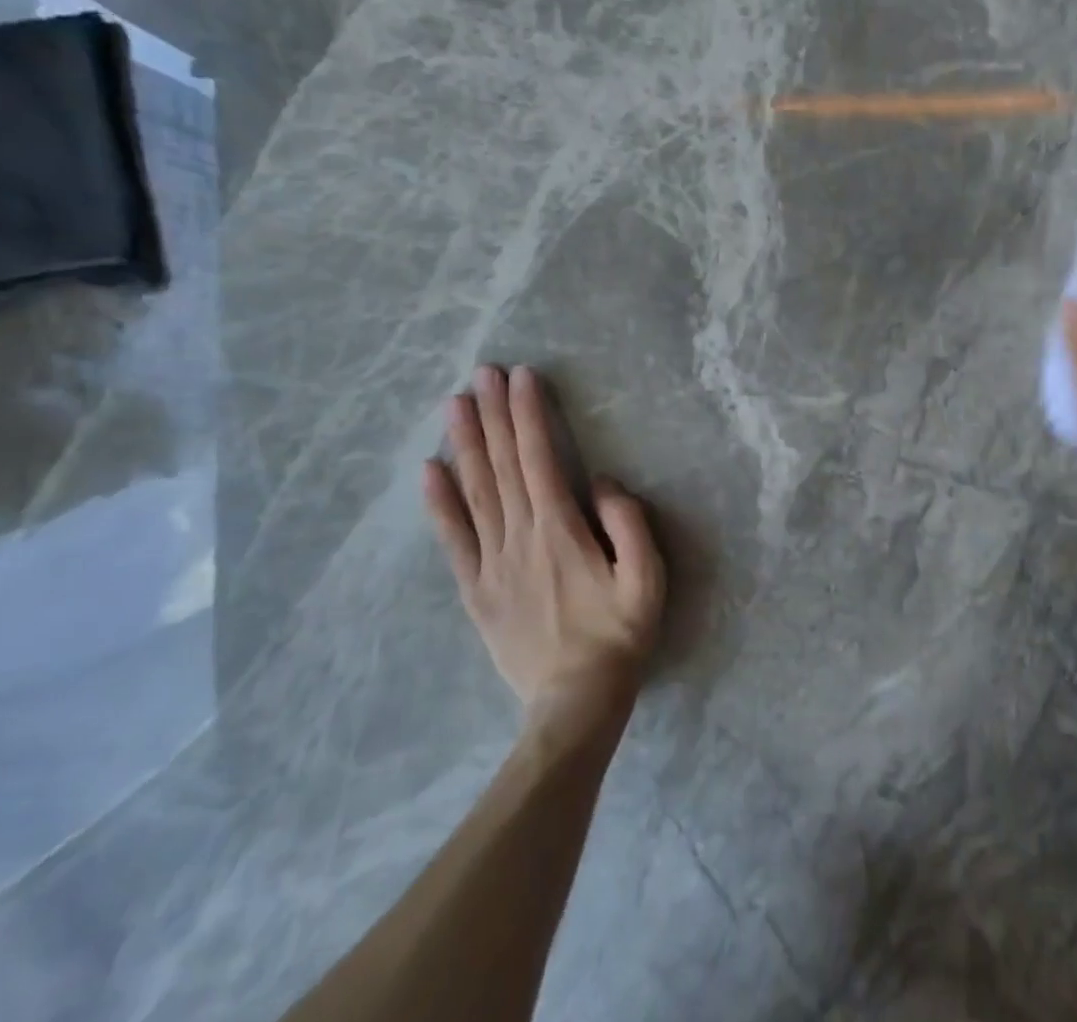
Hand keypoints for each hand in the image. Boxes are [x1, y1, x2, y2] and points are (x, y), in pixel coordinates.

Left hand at [423, 365, 664, 725]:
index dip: (529, 415)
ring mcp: (492, 563)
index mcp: (560, 531)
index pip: (540, 458)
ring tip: (455, 403)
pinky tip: (429, 470)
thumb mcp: (647, 579)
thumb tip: (603, 482)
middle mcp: (519, 537)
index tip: (522, 377)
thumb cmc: (618, 636)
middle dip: (493, 415)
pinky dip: (439, 503)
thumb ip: (629, 524)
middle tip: (483, 372)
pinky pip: (453, 539)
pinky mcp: (476, 589)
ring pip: (475, 492)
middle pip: (502, 465)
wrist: (575, 703)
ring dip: (465, 444)